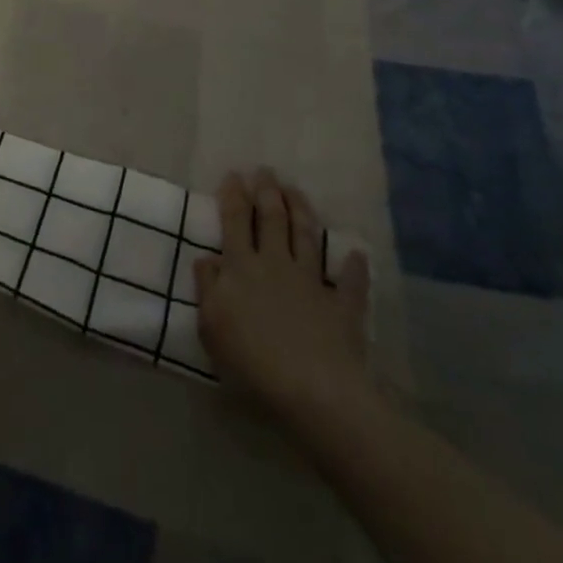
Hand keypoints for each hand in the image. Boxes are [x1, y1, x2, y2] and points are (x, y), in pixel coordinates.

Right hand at [194, 168, 373, 420]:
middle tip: (266, 171)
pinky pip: (349, 283)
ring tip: (295, 190)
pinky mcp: (341, 307)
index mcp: (241, 267)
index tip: (234, 175)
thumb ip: (208, 288)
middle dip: (267, 192)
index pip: (235, 221)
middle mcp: (276, 264)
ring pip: (305, 236)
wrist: (312, 391)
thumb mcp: (212, 327)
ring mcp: (311, 282)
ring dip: (301, 210)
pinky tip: (356, 254)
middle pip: (272, 219)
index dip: (234, 196)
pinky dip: (353, 267)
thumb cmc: (252, 362)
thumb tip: (206, 259)